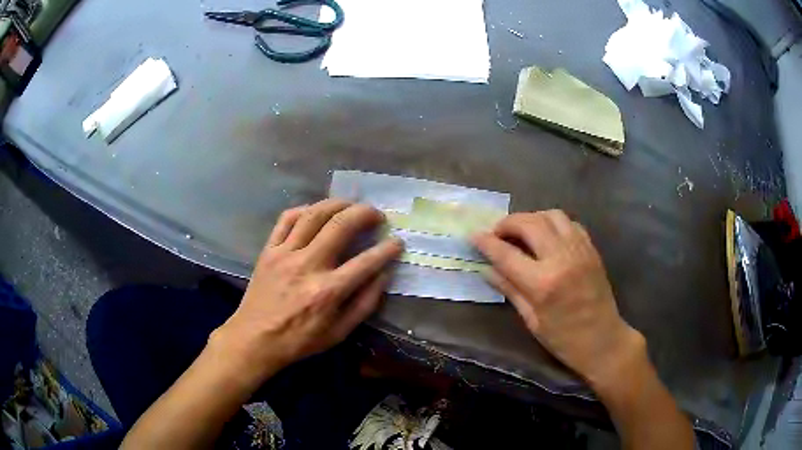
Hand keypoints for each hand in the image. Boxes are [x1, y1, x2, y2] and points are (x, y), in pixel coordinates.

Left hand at [211, 199, 403, 383]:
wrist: (255, 339)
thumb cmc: (299, 340)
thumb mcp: (339, 333)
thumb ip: (364, 304)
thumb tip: (383, 275)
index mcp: (327, 292)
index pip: (366, 262)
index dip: (387, 249)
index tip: (397, 242)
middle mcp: (307, 266)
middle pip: (340, 226)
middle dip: (364, 213)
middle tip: (376, 215)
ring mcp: (285, 254)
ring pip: (313, 215)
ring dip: (337, 204)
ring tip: (351, 205)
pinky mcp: (268, 250)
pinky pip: (286, 219)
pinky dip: (304, 209)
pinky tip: (316, 212)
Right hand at [473, 210, 643, 390]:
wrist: (603, 340)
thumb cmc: (563, 339)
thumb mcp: (531, 320)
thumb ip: (509, 289)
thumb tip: (486, 270)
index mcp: (543, 283)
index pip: (506, 254)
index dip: (486, 242)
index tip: (473, 236)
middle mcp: (561, 259)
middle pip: (529, 223)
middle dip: (507, 223)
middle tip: (497, 234)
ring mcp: (579, 250)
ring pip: (551, 215)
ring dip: (531, 218)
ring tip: (522, 232)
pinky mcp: (591, 248)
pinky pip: (569, 223)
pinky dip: (553, 223)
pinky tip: (547, 236)